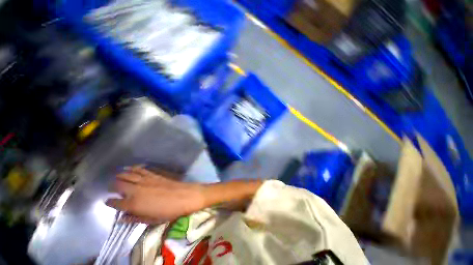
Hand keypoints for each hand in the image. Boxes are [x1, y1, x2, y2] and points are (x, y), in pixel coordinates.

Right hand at [106, 167, 203, 223]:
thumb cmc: (170, 211)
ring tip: (117, 176)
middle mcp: (137, 190)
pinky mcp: (154, 175)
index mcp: (134, 204)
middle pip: (118, 185)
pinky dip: (134, 168)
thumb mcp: (151, 220)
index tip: (108, 202)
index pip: (115, 202)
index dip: (110, 202)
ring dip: (120, 175)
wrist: (186, 196)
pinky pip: (141, 170)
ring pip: (128, 175)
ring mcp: (146, 180)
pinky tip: (131, 168)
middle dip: (112, 186)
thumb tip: (122, 218)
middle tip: (111, 188)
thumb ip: (135, 218)